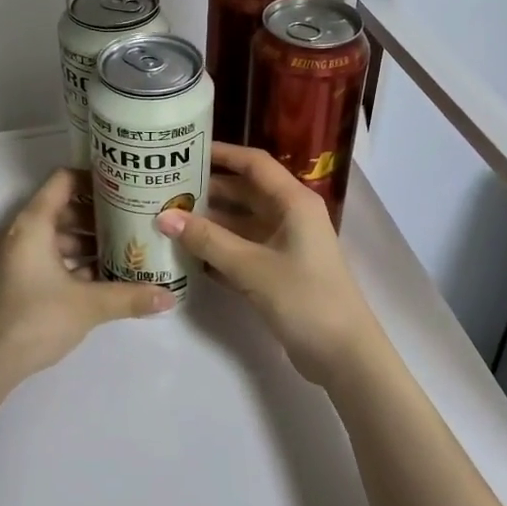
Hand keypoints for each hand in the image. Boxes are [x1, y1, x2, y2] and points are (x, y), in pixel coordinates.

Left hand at [0, 167, 175, 379]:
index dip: (94, 178)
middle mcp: (23, 234)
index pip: (64, 180)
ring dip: (89, 242)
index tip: (124, 187)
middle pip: (64, 208)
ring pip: (59, 237)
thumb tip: (170, 297)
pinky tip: (104, 278)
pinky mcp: (19, 281)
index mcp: (34, 224)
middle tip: (133, 221)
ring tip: (125, 250)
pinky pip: (51, 259)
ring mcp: (18, 258)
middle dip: (99, 215)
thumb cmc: (36, 318)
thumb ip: (129, 297)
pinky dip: (75, 263)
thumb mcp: (88, 305)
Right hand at [155, 143, 384, 387]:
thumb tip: (163, 216)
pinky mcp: (278, 270)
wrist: (343, 355)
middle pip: (244, 192)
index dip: (222, 153)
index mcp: (294, 202)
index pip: (254, 164)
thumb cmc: (304, 298)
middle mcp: (290, 216)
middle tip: (165, 188)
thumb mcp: (251, 266)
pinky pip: (242, 249)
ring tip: (167, 217)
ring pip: (240, 222)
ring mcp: (285, 244)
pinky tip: (185, 252)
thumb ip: (207, 240)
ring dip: (208, 221)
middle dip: (207, 189)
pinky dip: (217, 248)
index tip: (186, 150)